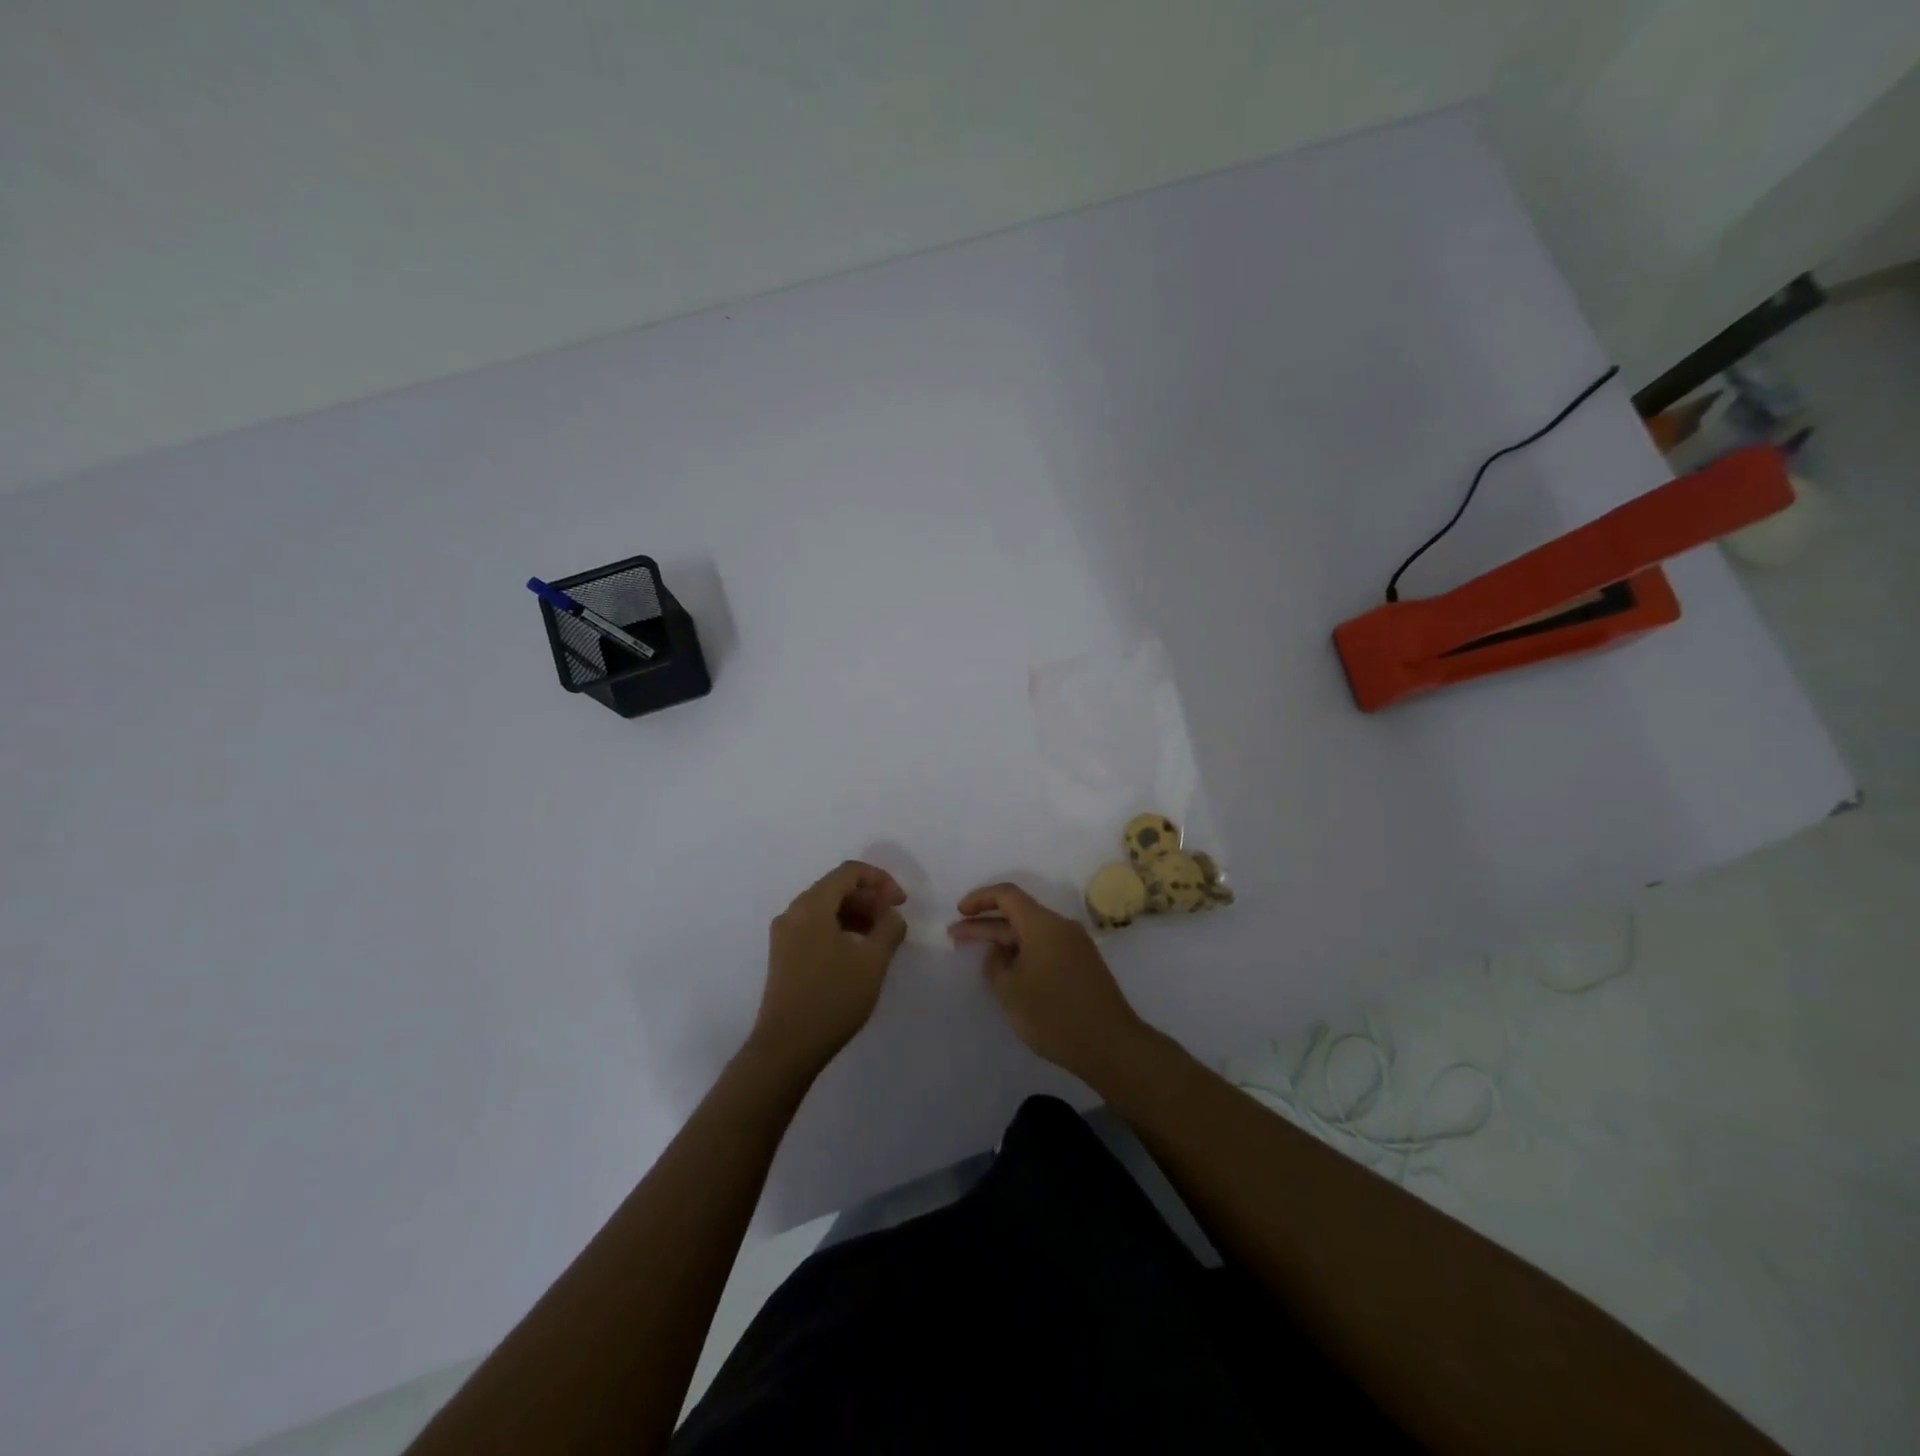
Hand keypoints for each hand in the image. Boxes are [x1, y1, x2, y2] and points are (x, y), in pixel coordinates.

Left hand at [751, 861, 908, 1080]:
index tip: (901, 904)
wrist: (786, 1047)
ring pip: (826, 908)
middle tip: (893, 921)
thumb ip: (889, 928)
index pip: (849, 872)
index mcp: (811, 906)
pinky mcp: (783, 955)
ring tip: (879, 939)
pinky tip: (857, 953)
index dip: (881, 880)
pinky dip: (840, 929)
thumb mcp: (872, 962)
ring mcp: (784, 935)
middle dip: (869, 898)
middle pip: (836, 887)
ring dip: (856, 914)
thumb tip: (891, 915)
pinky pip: (815, 927)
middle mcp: (793, 912)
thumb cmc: (832, 999)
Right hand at [949, 883, 1146, 1082]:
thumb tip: (999, 952)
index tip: (959, 913)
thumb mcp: (1011, 991)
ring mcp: (1075, 945)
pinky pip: (1046, 946)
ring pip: (1032, 931)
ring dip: (1004, 939)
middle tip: (955, 936)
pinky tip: (1009, 970)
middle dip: (985, 923)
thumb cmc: (1054, 1014)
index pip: (1007, 895)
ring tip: (979, 954)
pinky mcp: (1082, 964)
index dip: (980, 899)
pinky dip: (1023, 951)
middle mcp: (1061, 926)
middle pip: (1018, 913)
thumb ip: (996, 965)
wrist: (1110, 1045)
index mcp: (1043, 924)